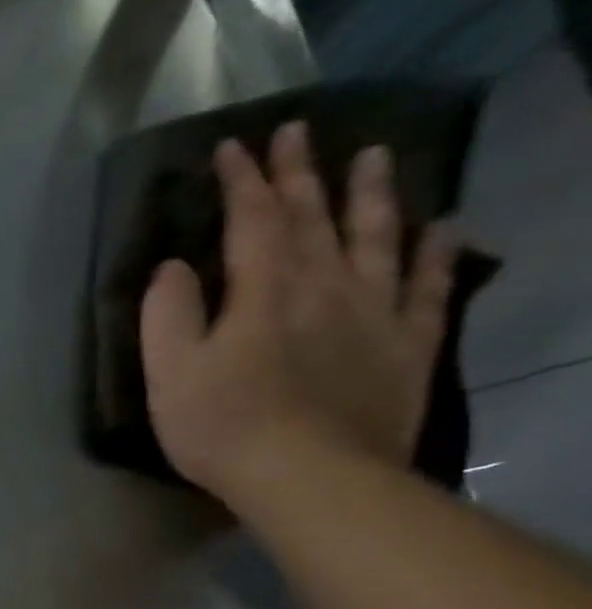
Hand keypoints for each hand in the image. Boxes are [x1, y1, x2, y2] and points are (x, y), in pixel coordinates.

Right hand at [140, 121, 459, 509]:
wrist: (310, 476)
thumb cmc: (222, 425)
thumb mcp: (169, 374)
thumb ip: (167, 315)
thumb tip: (173, 268)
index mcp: (263, 292)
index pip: (252, 221)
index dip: (242, 182)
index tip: (232, 147)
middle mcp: (324, 287)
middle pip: (314, 218)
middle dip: (301, 174)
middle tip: (298, 132)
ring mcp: (373, 314)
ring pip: (377, 238)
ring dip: (372, 195)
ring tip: (375, 156)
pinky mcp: (406, 346)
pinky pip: (426, 289)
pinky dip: (434, 254)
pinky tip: (441, 229)